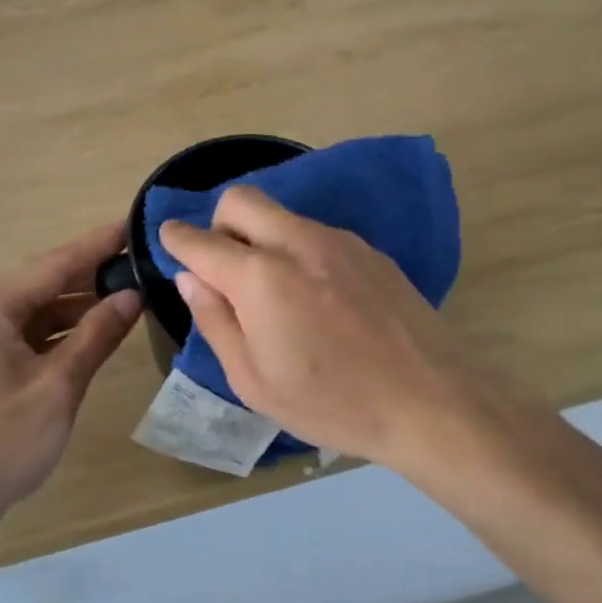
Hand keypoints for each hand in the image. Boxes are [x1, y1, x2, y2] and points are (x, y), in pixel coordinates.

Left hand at [0, 220, 141, 516]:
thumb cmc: (2, 440)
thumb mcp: (59, 385)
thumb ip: (96, 335)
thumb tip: (132, 296)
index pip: (55, 264)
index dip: (97, 245)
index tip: (132, 225)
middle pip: (46, 282)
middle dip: (93, 273)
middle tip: (140, 259)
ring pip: (40, 309)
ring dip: (81, 304)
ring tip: (129, 293)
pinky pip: (32, 332)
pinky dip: (63, 330)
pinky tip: (96, 329)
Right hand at [159, 187, 495, 475]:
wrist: (432, 402)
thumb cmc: (333, 403)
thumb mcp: (254, 381)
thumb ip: (215, 321)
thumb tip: (192, 278)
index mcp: (261, 278)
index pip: (201, 240)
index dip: (176, 239)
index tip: (170, 242)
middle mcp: (297, 242)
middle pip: (240, 199)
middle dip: (218, 223)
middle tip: (224, 267)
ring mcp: (339, 241)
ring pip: (280, 214)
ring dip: (260, 236)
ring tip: (274, 290)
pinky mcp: (369, 250)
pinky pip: (314, 232)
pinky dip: (296, 248)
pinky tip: (316, 296)